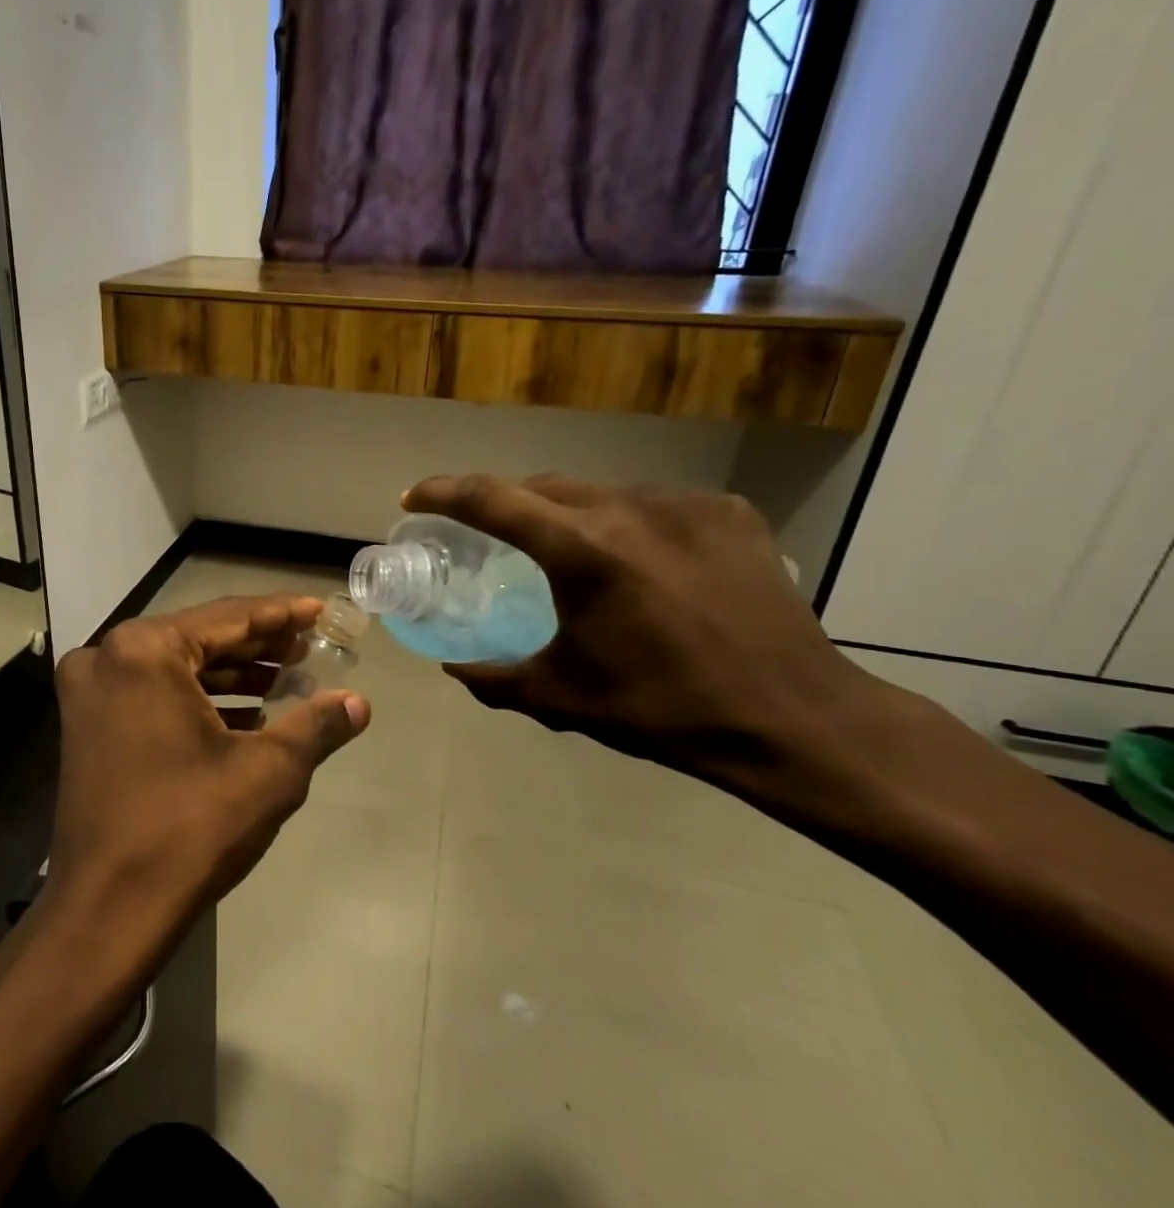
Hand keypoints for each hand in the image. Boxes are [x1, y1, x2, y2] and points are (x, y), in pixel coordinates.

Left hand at [47, 596, 371, 960]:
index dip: (281, 614)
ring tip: (287, 680)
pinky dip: (198, 700)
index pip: (229, 618)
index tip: (320, 611)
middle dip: (258, 646)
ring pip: (175, 668)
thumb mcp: (268, 773)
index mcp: (144, 651)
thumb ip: (316, 726)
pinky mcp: (87, 726)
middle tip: (309, 648)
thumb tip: (358, 703)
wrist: (107, 912)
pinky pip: (152, 695)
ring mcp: (90, 693)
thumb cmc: (189, 830)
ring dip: (231, 675)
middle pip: (199, 639)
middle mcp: (108, 657)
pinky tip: (246, 715)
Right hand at [403, 474, 894, 798]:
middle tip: (492, 536)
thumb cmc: (662, 709)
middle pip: (542, 487)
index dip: (441, 492)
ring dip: (571, 516)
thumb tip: (453, 667)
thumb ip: (493, 679)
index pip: (488, 498)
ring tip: (575, 557)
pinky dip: (630, 524)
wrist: (793, 720)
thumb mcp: (560, 699)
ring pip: (601, 493)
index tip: (413, 497)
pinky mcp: (729, 512)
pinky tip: (643, 563)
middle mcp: (628, 508)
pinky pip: (656, 505)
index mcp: (580, 551)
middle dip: (506, 505)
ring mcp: (684, 504)